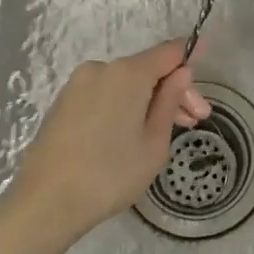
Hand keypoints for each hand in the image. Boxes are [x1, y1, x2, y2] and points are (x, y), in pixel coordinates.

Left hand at [11, 42, 210, 238]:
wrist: (45, 202)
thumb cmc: (110, 174)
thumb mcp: (154, 143)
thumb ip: (169, 101)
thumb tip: (181, 73)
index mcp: (128, 73)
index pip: (167, 52)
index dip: (189, 53)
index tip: (207, 51)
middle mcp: (101, 68)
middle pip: (147, 70)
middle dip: (172, 90)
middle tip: (195, 121)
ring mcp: (78, 84)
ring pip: (125, 84)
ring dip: (148, 100)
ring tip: (165, 132)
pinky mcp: (64, 102)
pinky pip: (104, 94)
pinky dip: (124, 106)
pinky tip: (132, 132)